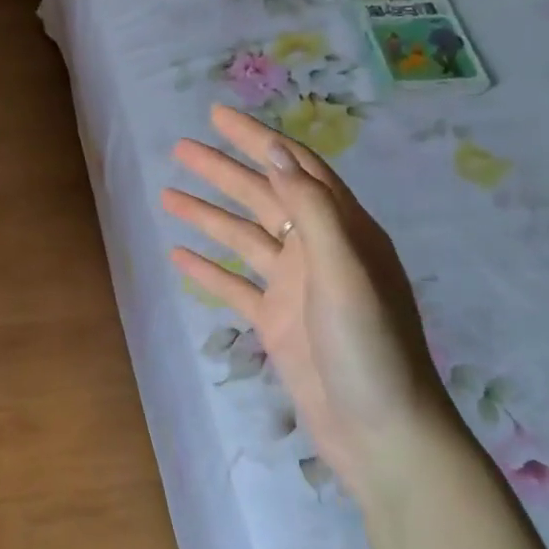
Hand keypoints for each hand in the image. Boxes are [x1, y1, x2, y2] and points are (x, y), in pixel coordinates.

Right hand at [162, 104, 467, 505]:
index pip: (294, 169)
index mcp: (343, 231)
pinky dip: (207, 269)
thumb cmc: (370, 348)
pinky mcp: (277, 322)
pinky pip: (235, 286)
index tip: (218, 116)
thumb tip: (276, 155)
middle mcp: (318, 251)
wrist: (381, 431)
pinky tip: (177, 255)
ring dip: (208, 215)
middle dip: (222, 170)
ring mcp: (295, 288)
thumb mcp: (346, 272)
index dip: (257, 139)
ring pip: (244, 238)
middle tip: (179, 148)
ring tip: (167, 194)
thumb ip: (314, 211)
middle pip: (263, 197)